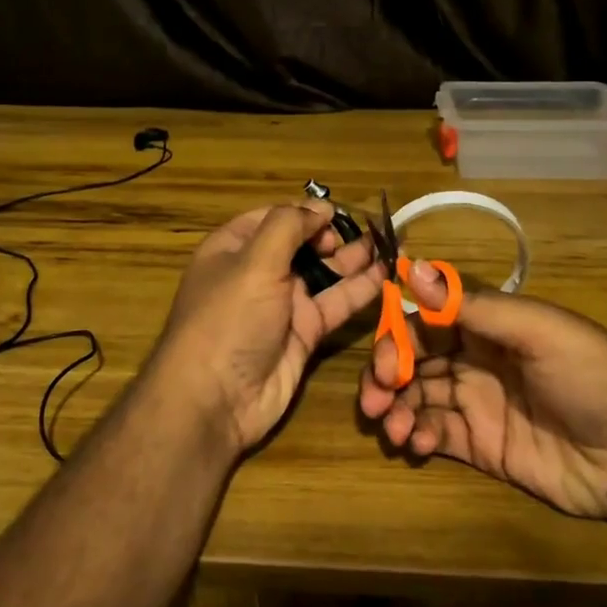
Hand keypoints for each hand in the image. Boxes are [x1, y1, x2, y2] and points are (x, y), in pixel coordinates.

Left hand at [151, 200, 384, 454]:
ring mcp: (282, 305)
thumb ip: (289, 226)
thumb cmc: (229, 318)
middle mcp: (258, 272)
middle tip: (368, 232)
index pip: (274, 218)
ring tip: (390, 244)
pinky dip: (360, 290)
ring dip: (354, 260)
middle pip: (302, 244)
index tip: (336, 213)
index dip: (305, 212)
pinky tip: (387, 275)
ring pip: (324, 274)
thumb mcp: (254, 262)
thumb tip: (321, 207)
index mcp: (234, 248)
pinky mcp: (304, 333)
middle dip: (334, 235)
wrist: (216, 400)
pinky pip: (335, 305)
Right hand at [357, 266, 606, 519]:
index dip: (397, 335)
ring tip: (394, 428)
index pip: (425, 321)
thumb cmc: (592, 375)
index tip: (383, 359)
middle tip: (376, 398)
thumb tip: (411, 266)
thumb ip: (472, 305)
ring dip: (396, 408)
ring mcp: (478, 404)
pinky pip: (436, 434)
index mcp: (487, 325)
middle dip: (386, 375)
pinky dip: (417, 436)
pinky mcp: (483, 447)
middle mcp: (475, 360)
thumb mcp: (536, 331)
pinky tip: (417, 443)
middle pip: (413, 360)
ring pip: (417, 398)